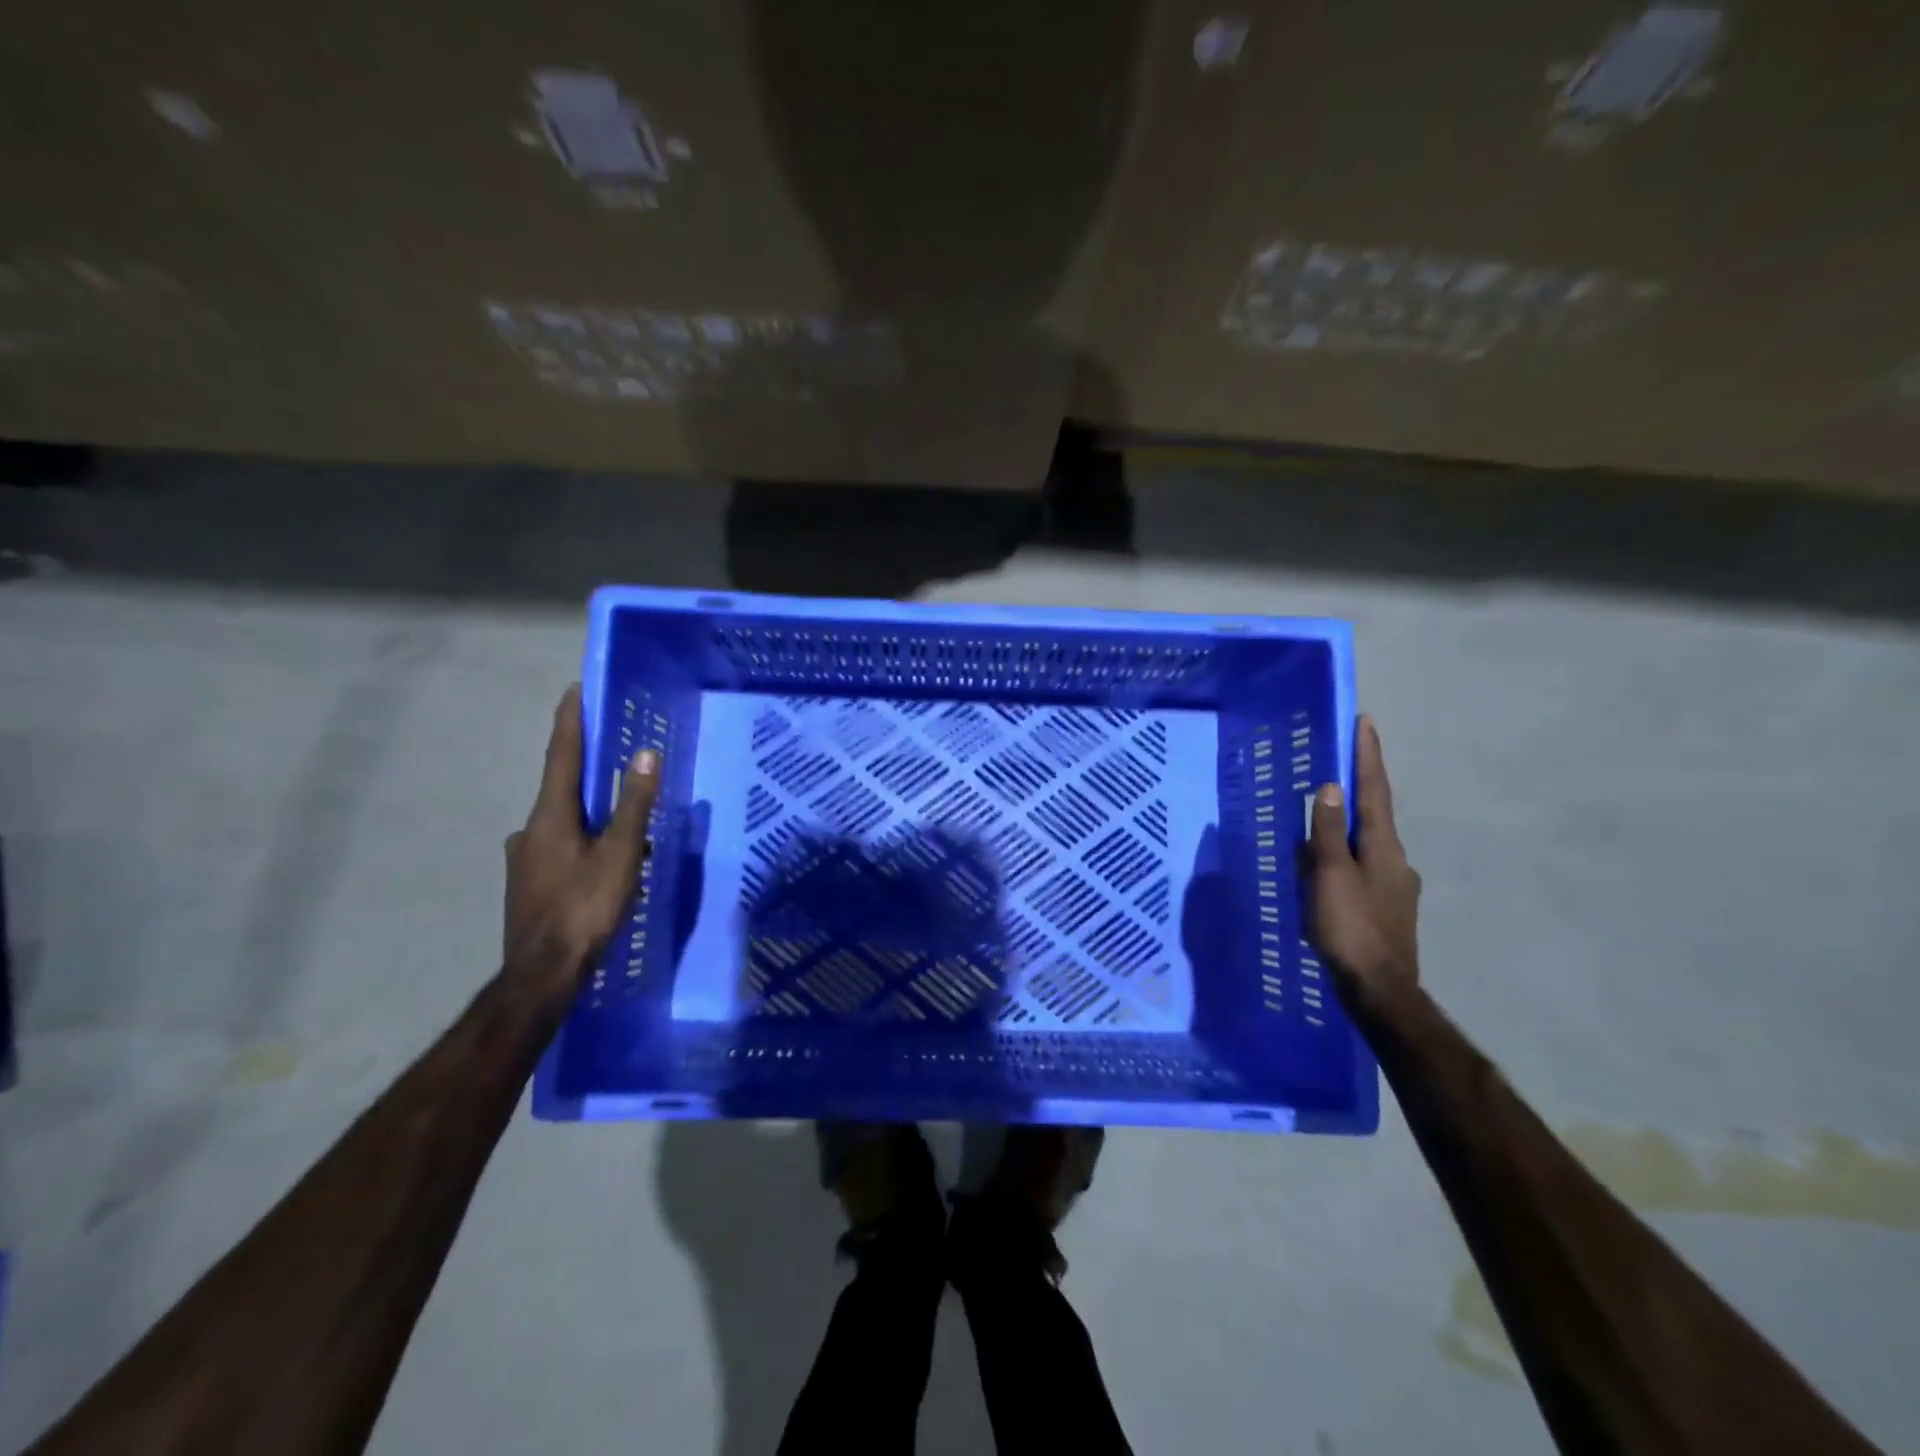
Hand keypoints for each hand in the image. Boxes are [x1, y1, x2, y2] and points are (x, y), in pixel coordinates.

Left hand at [504, 684, 662, 996]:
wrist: (542, 976)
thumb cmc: (585, 909)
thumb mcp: (621, 855)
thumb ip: (633, 805)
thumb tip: (644, 755)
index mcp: (550, 817)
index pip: (561, 756)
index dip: (570, 721)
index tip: (575, 689)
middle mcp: (529, 830)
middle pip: (561, 789)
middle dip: (587, 772)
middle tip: (616, 761)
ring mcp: (524, 860)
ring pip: (563, 824)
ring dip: (589, 815)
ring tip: (622, 824)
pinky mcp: (528, 885)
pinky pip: (560, 848)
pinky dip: (583, 842)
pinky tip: (603, 863)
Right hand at [1307, 715, 1420, 1006]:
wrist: (1380, 990)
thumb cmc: (1351, 928)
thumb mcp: (1331, 876)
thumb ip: (1329, 832)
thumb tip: (1332, 786)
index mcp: (1384, 847)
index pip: (1374, 791)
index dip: (1368, 756)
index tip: (1366, 722)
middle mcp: (1396, 860)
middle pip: (1374, 815)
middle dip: (1357, 789)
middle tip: (1334, 767)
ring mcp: (1395, 886)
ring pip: (1366, 845)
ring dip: (1346, 828)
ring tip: (1317, 825)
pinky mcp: (1387, 908)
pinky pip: (1361, 868)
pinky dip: (1344, 858)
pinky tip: (1325, 873)